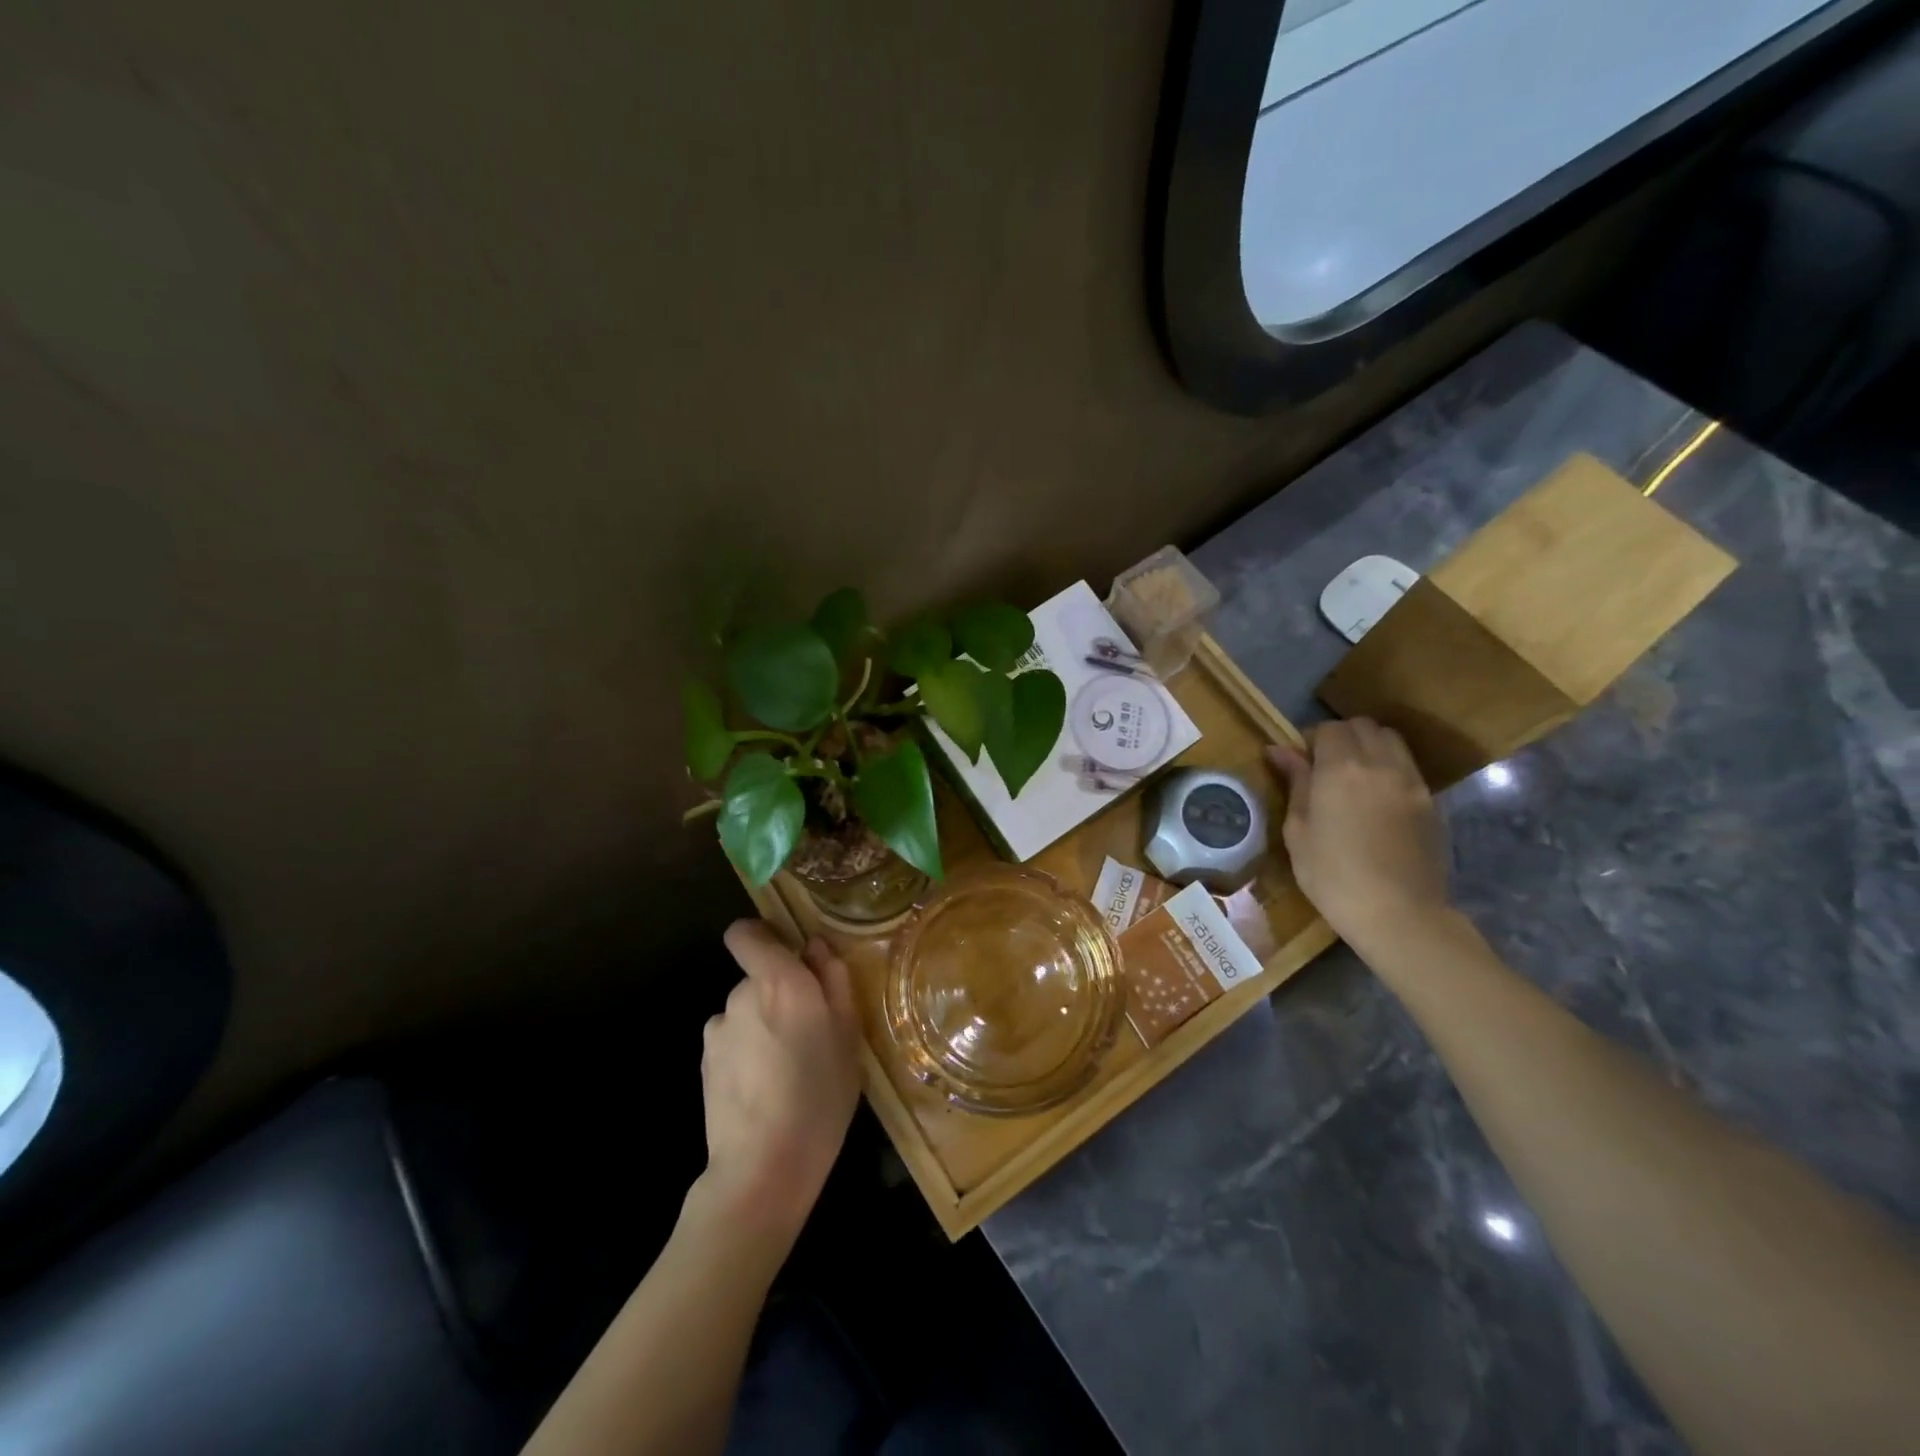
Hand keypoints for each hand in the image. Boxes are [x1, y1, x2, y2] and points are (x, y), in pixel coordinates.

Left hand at [699, 921, 861, 1244]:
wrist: (764, 1166)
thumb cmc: (820, 1094)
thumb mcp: (848, 1034)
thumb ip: (833, 980)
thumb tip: (816, 946)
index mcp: (780, 980)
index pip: (745, 933)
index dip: (761, 937)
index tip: (788, 957)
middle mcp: (741, 994)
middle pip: (757, 977)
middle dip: (779, 994)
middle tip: (810, 1033)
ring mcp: (718, 1029)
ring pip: (746, 1012)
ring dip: (763, 1026)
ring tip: (787, 1068)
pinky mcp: (704, 1062)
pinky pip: (732, 1041)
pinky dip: (746, 1053)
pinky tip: (763, 1088)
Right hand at [1265, 719, 1450, 944]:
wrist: (1399, 914)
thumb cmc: (1333, 877)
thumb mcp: (1298, 831)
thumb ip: (1295, 784)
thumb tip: (1280, 750)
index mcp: (1340, 769)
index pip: (1328, 728)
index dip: (1310, 739)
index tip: (1299, 762)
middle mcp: (1380, 764)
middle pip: (1362, 726)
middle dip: (1341, 737)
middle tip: (1324, 766)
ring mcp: (1411, 781)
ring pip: (1390, 740)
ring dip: (1369, 746)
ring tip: (1353, 777)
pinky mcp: (1430, 801)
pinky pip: (1407, 766)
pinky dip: (1389, 767)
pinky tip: (1376, 798)